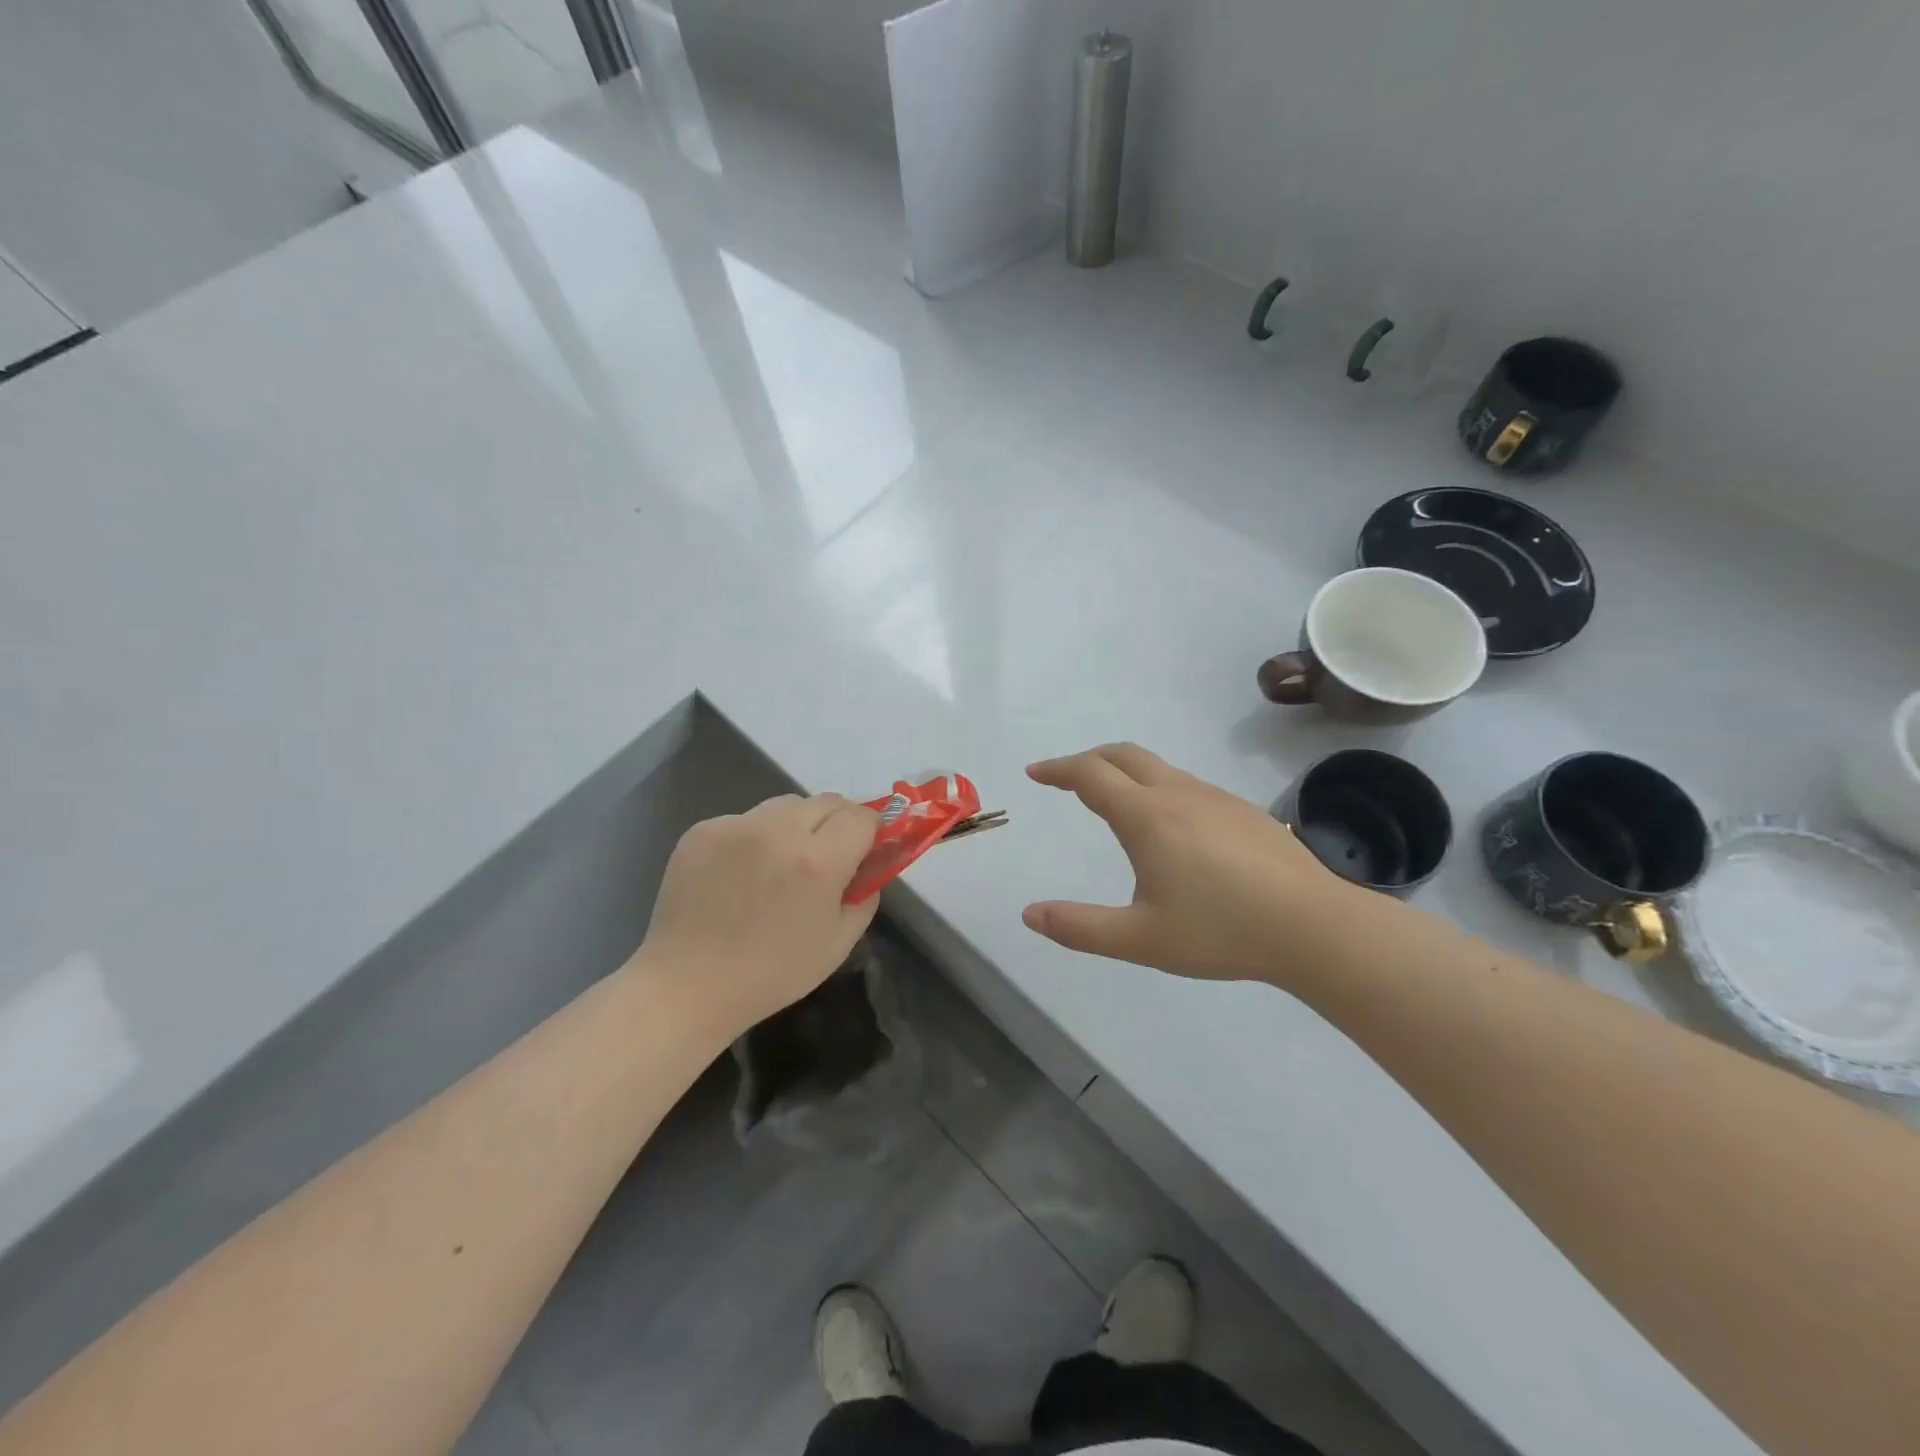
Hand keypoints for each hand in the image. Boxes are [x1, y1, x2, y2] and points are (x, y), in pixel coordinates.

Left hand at [638, 793, 880, 1035]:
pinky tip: (740, 874)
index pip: (862, 816)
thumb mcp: (838, 944)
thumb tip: (869, 864)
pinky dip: (755, 837)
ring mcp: (736, 826)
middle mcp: (778, 831)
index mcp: (818, 861)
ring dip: (796, 825)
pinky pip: (746, 820)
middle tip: (825, 858)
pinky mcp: (703, 829)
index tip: (863, 851)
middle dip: (837, 823)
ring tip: (779, 864)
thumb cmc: (771, 974)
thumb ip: (865, 895)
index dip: (870, 832)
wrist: (686, 985)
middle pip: (827, 801)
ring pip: (785, 805)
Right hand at [1023, 743, 1375, 984]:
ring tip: (1113, 801)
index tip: (1035, 773)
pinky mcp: (1242, 810)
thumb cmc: (1221, 931)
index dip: (1058, 769)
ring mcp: (1215, 797)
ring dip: (1125, 772)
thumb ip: (1080, 927)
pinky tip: (1170, 827)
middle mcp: (1178, 793)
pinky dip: (1157, 786)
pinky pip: (1186, 784)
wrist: (1313, 926)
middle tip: (1067, 778)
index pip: (1090, 774)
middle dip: (1088, 759)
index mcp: (1147, 816)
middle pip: (1123, 755)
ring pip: (1158, 767)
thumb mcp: (1140, 939)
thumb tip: (1029, 915)